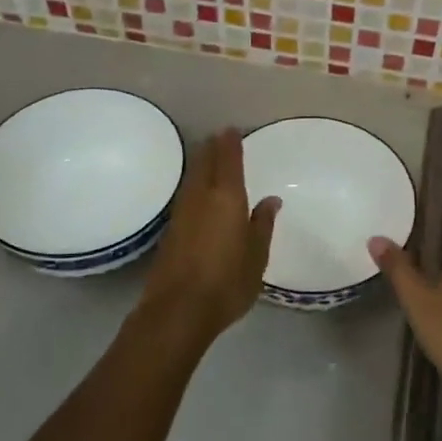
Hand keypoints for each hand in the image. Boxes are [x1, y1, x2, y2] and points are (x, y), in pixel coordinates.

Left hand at [136, 129, 280, 346]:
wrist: (177, 310)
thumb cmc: (227, 282)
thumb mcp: (257, 256)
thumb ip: (262, 225)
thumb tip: (270, 200)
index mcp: (227, 197)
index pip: (228, 160)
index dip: (230, 143)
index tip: (232, 130)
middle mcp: (201, 197)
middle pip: (205, 162)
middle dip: (212, 148)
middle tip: (220, 138)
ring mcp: (182, 213)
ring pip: (192, 177)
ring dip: (201, 163)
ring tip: (209, 157)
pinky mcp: (171, 230)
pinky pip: (186, 194)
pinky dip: (194, 184)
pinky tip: (198, 191)